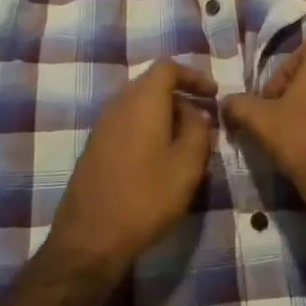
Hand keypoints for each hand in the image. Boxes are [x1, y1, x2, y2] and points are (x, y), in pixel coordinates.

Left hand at [47, 61, 216, 277]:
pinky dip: (148, 128)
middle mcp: (118, 104)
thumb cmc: (147, 197)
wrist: (91, 238)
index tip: (214, 94)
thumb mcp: (187, 164)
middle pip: (152, 84)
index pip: (168, 67)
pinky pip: (127, 124)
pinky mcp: (94, 148)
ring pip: (139, 106)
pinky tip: (160, 156)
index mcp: (142, 100)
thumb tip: (195, 113)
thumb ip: (198, 130)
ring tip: (186, 140)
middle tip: (204, 118)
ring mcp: (102, 126)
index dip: (193, 75)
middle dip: (181, 95)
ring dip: (164, 114)